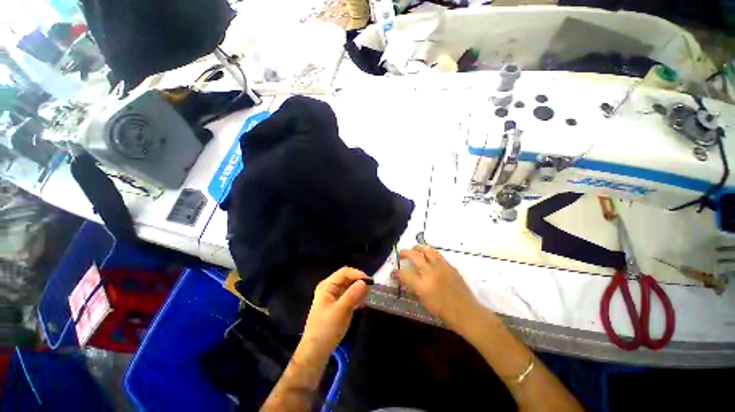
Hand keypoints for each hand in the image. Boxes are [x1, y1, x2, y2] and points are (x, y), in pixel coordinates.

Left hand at [300, 267, 369, 358]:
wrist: (315, 352)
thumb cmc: (326, 329)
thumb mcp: (341, 311)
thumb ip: (353, 295)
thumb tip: (364, 282)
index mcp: (327, 286)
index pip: (344, 272)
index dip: (358, 274)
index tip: (370, 282)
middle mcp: (329, 288)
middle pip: (347, 278)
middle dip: (359, 282)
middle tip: (371, 290)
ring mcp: (332, 296)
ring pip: (349, 287)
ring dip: (359, 290)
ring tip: (369, 296)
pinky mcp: (336, 305)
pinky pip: (348, 296)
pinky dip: (356, 297)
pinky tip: (363, 303)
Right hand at [395, 245, 481, 332]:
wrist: (466, 312)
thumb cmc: (444, 312)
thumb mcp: (424, 302)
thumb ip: (414, 288)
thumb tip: (405, 279)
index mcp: (422, 285)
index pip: (404, 274)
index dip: (396, 272)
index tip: (393, 272)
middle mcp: (431, 273)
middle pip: (414, 255)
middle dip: (405, 253)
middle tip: (401, 254)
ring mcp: (442, 267)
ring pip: (427, 250)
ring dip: (418, 248)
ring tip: (414, 249)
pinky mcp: (450, 266)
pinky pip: (438, 255)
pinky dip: (430, 253)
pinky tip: (428, 256)